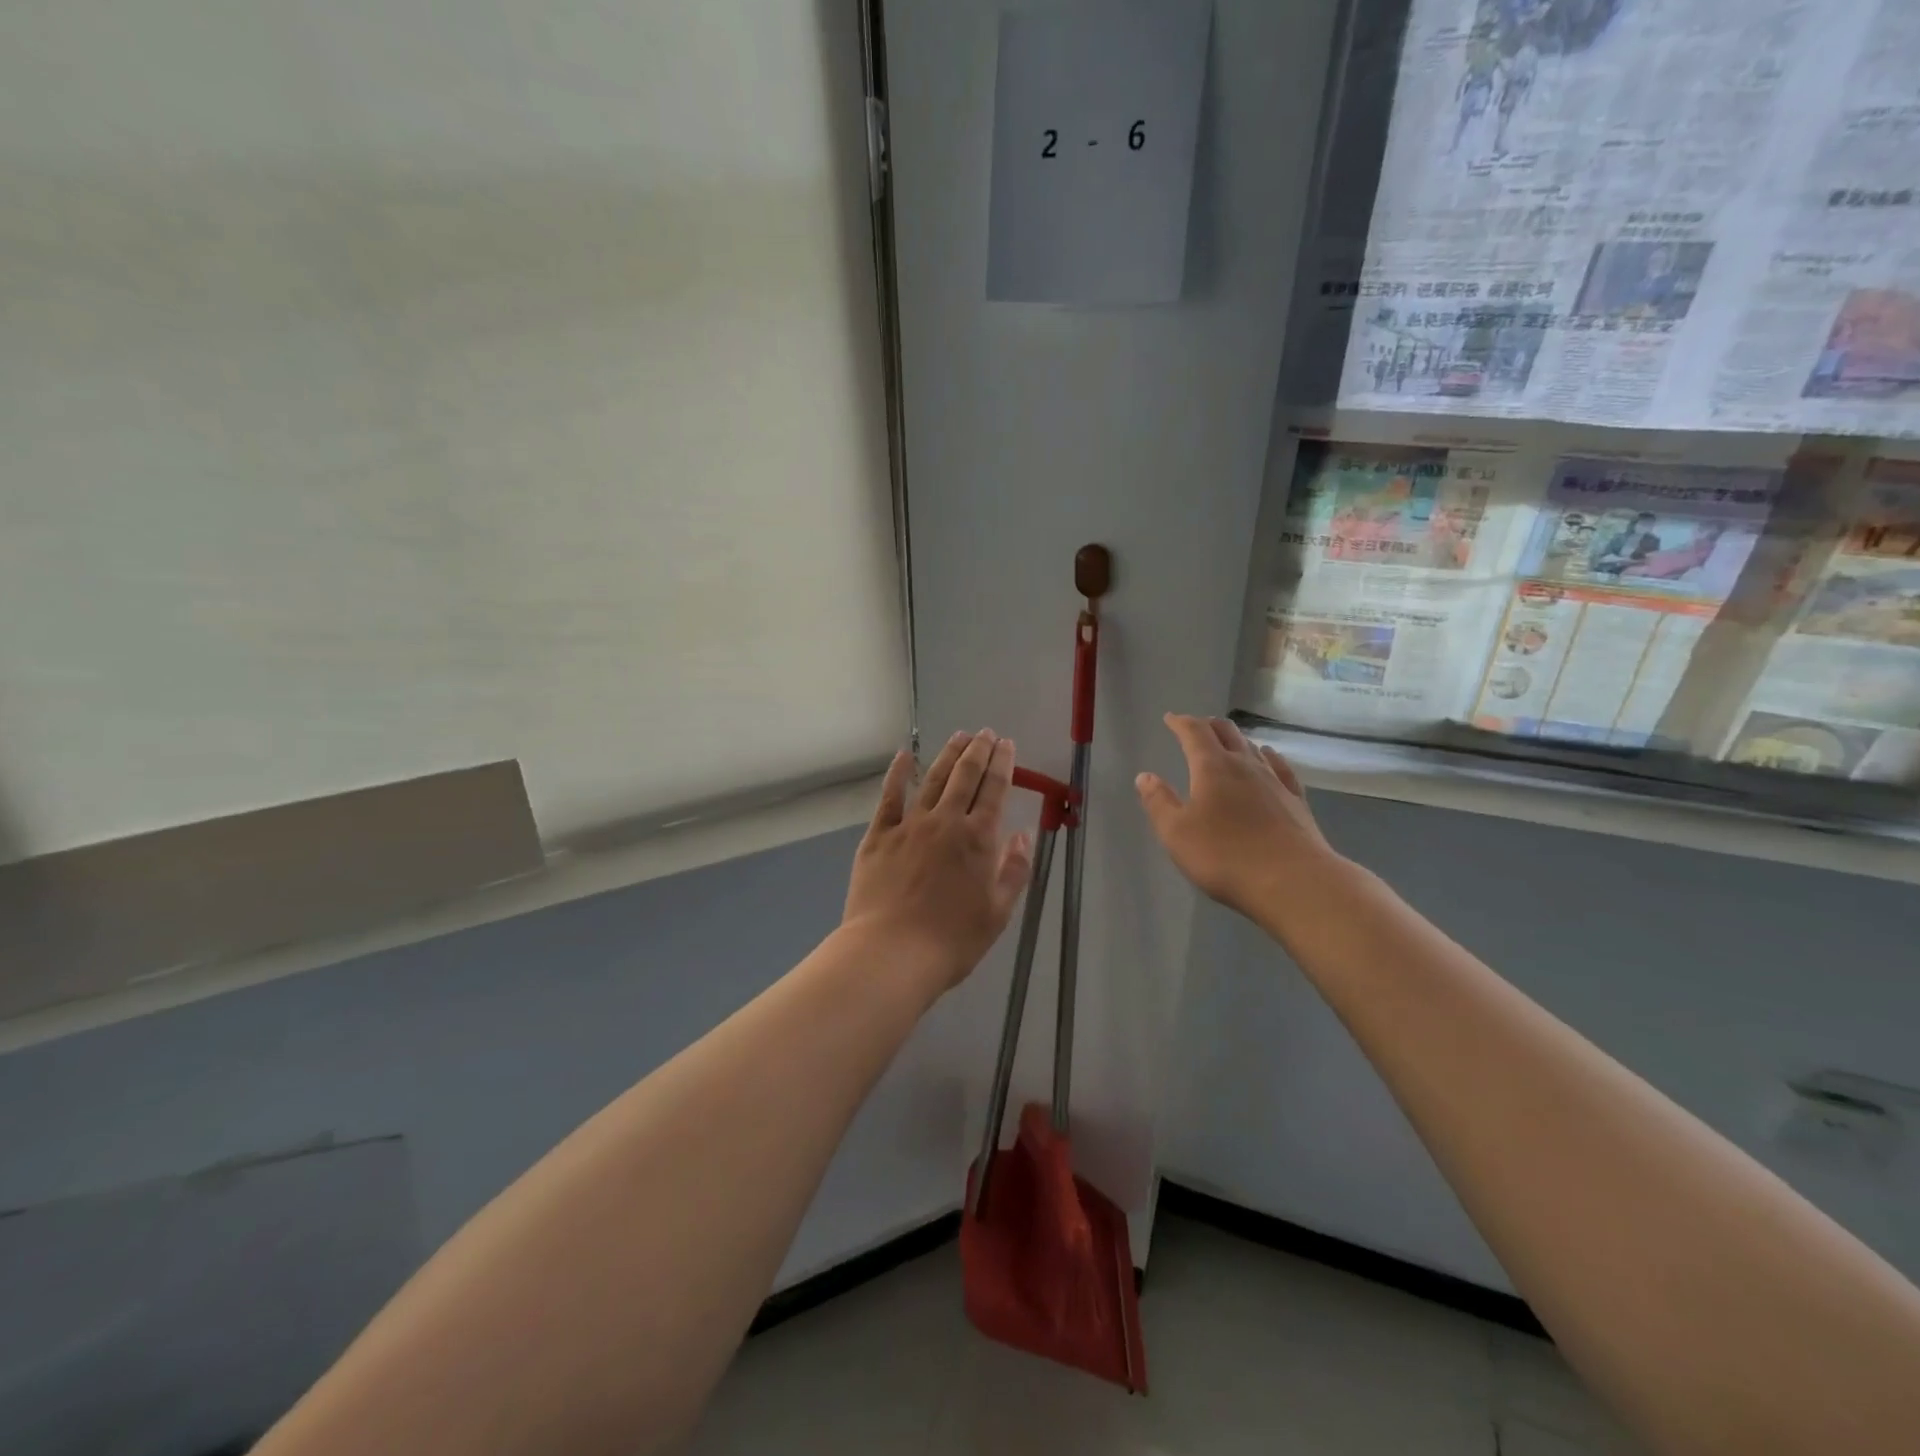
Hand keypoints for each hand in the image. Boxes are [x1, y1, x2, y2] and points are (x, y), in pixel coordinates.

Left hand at [842, 731, 1033, 994]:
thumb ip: (1014, 870)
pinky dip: (898, 773)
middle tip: (985, 733)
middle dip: (978, 750)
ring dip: (948, 754)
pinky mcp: (879, 835)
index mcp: (978, 839)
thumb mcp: (997, 913)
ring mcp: (909, 825)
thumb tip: (1023, 836)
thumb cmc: (951, 940)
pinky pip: (890, 797)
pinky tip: (905, 756)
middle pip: (965, 775)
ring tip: (958, 736)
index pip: (994, 789)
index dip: (1002, 763)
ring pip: (932, 779)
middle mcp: (945, 822)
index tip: (1006, 744)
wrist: (891, 953)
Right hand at [1135, 714, 1343, 925]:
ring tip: (1227, 739)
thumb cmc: (1224, 856)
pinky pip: (1280, 768)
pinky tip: (1269, 757)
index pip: (1194, 733)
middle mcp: (1245, 766)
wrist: (1292, 881)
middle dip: (1208, 726)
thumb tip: (1145, 776)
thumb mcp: (1176, 833)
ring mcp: (1275, 782)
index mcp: (1212, 768)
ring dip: (1236, 739)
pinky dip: (1269, 757)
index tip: (1170, 718)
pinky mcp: (1296, 801)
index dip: (1181, 723)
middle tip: (1197, 726)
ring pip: (1253, 748)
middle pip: (1227, 733)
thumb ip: (1158, 802)